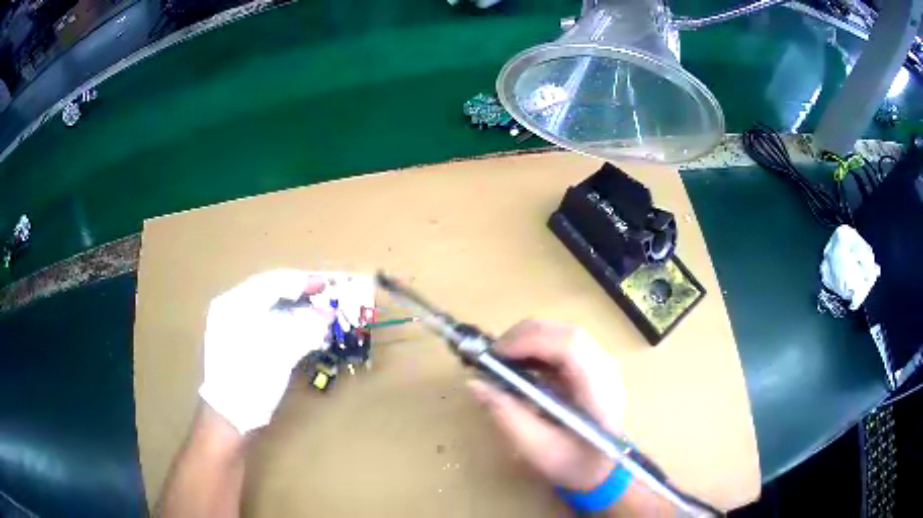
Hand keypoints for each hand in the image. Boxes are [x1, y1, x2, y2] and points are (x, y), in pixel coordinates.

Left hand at [198, 270, 333, 434]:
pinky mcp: (238, 342)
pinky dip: (285, 324)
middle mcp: (231, 309)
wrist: (230, 416)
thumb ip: (303, 330)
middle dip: (298, 295)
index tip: (326, 285)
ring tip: (318, 314)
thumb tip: (327, 315)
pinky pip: (265, 323)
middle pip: (269, 292)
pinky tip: (302, 331)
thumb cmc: (250, 381)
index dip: (300, 282)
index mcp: (234, 305)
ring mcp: (232, 325)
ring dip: (294, 310)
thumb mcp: (278, 354)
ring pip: (268, 308)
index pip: (271, 283)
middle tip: (324, 297)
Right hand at [468, 320, 625, 491]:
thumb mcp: (537, 449)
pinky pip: (564, 345)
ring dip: (530, 341)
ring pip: (564, 334)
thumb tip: (476, 383)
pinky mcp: (593, 366)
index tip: (496, 354)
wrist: (606, 470)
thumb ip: (507, 415)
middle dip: (525, 336)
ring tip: (503, 359)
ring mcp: (603, 364)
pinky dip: (538, 349)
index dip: (532, 341)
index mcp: (600, 390)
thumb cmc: (575, 464)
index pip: (571, 346)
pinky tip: (522, 366)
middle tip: (492, 355)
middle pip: (566, 333)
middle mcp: (606, 368)